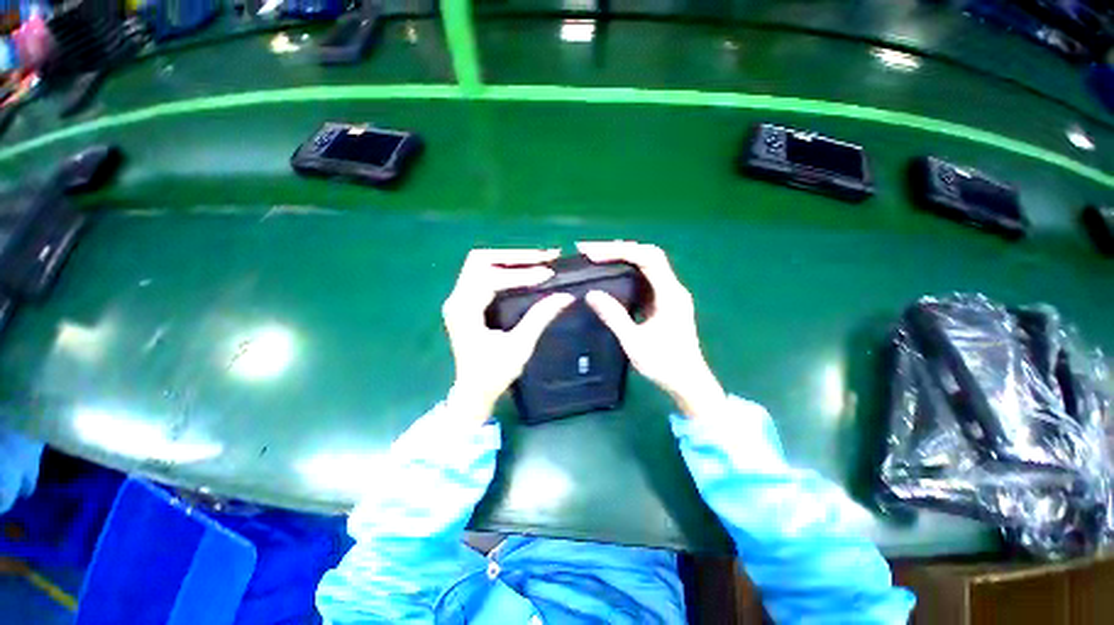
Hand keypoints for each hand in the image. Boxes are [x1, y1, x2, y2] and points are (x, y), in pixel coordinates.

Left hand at [442, 249, 574, 423]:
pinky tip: (526, 269)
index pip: (491, 279)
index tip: (548, 274)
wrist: (473, 391)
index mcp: (464, 310)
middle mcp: (456, 298)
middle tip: (545, 257)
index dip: (521, 274)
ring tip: (539, 260)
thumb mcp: (519, 347)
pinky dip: (505, 268)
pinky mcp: (467, 301)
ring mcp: (459, 298)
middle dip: (515, 257)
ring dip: (511, 259)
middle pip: (481, 260)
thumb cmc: (493, 374)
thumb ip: (539, 318)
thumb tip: (565, 296)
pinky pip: (484, 273)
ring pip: (482, 263)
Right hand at [578, 241, 727, 418]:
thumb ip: (614, 317)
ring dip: (621, 258)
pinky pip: (643, 279)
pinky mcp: (662, 302)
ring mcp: (668, 294)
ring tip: (595, 258)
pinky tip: (610, 276)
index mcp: (670, 294)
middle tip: (590, 251)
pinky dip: (625, 272)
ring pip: (645, 265)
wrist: (688, 382)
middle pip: (647, 255)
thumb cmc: (665, 365)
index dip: (620, 252)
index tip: (594, 255)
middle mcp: (672, 288)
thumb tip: (591, 294)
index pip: (647, 258)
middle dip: (618, 249)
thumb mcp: (635, 343)